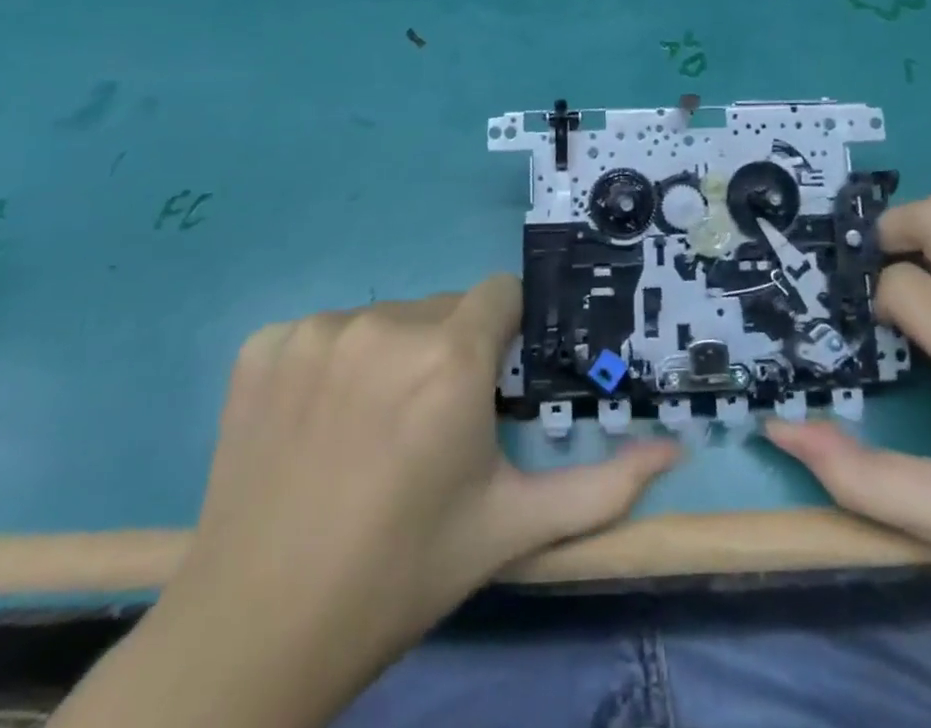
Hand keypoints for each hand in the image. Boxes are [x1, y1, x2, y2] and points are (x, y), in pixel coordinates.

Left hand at [56, 278, 676, 727]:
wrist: (254, 634)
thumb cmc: (400, 575)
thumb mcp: (510, 530)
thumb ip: (602, 487)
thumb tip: (675, 451)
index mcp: (451, 358)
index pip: (501, 295)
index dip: (505, 336)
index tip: (490, 386)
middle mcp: (385, 324)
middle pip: (443, 309)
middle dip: (451, 352)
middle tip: (430, 427)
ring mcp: (316, 330)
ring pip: (384, 319)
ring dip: (391, 358)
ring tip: (370, 433)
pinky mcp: (263, 344)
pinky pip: (321, 332)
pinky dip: (329, 365)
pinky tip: (315, 426)